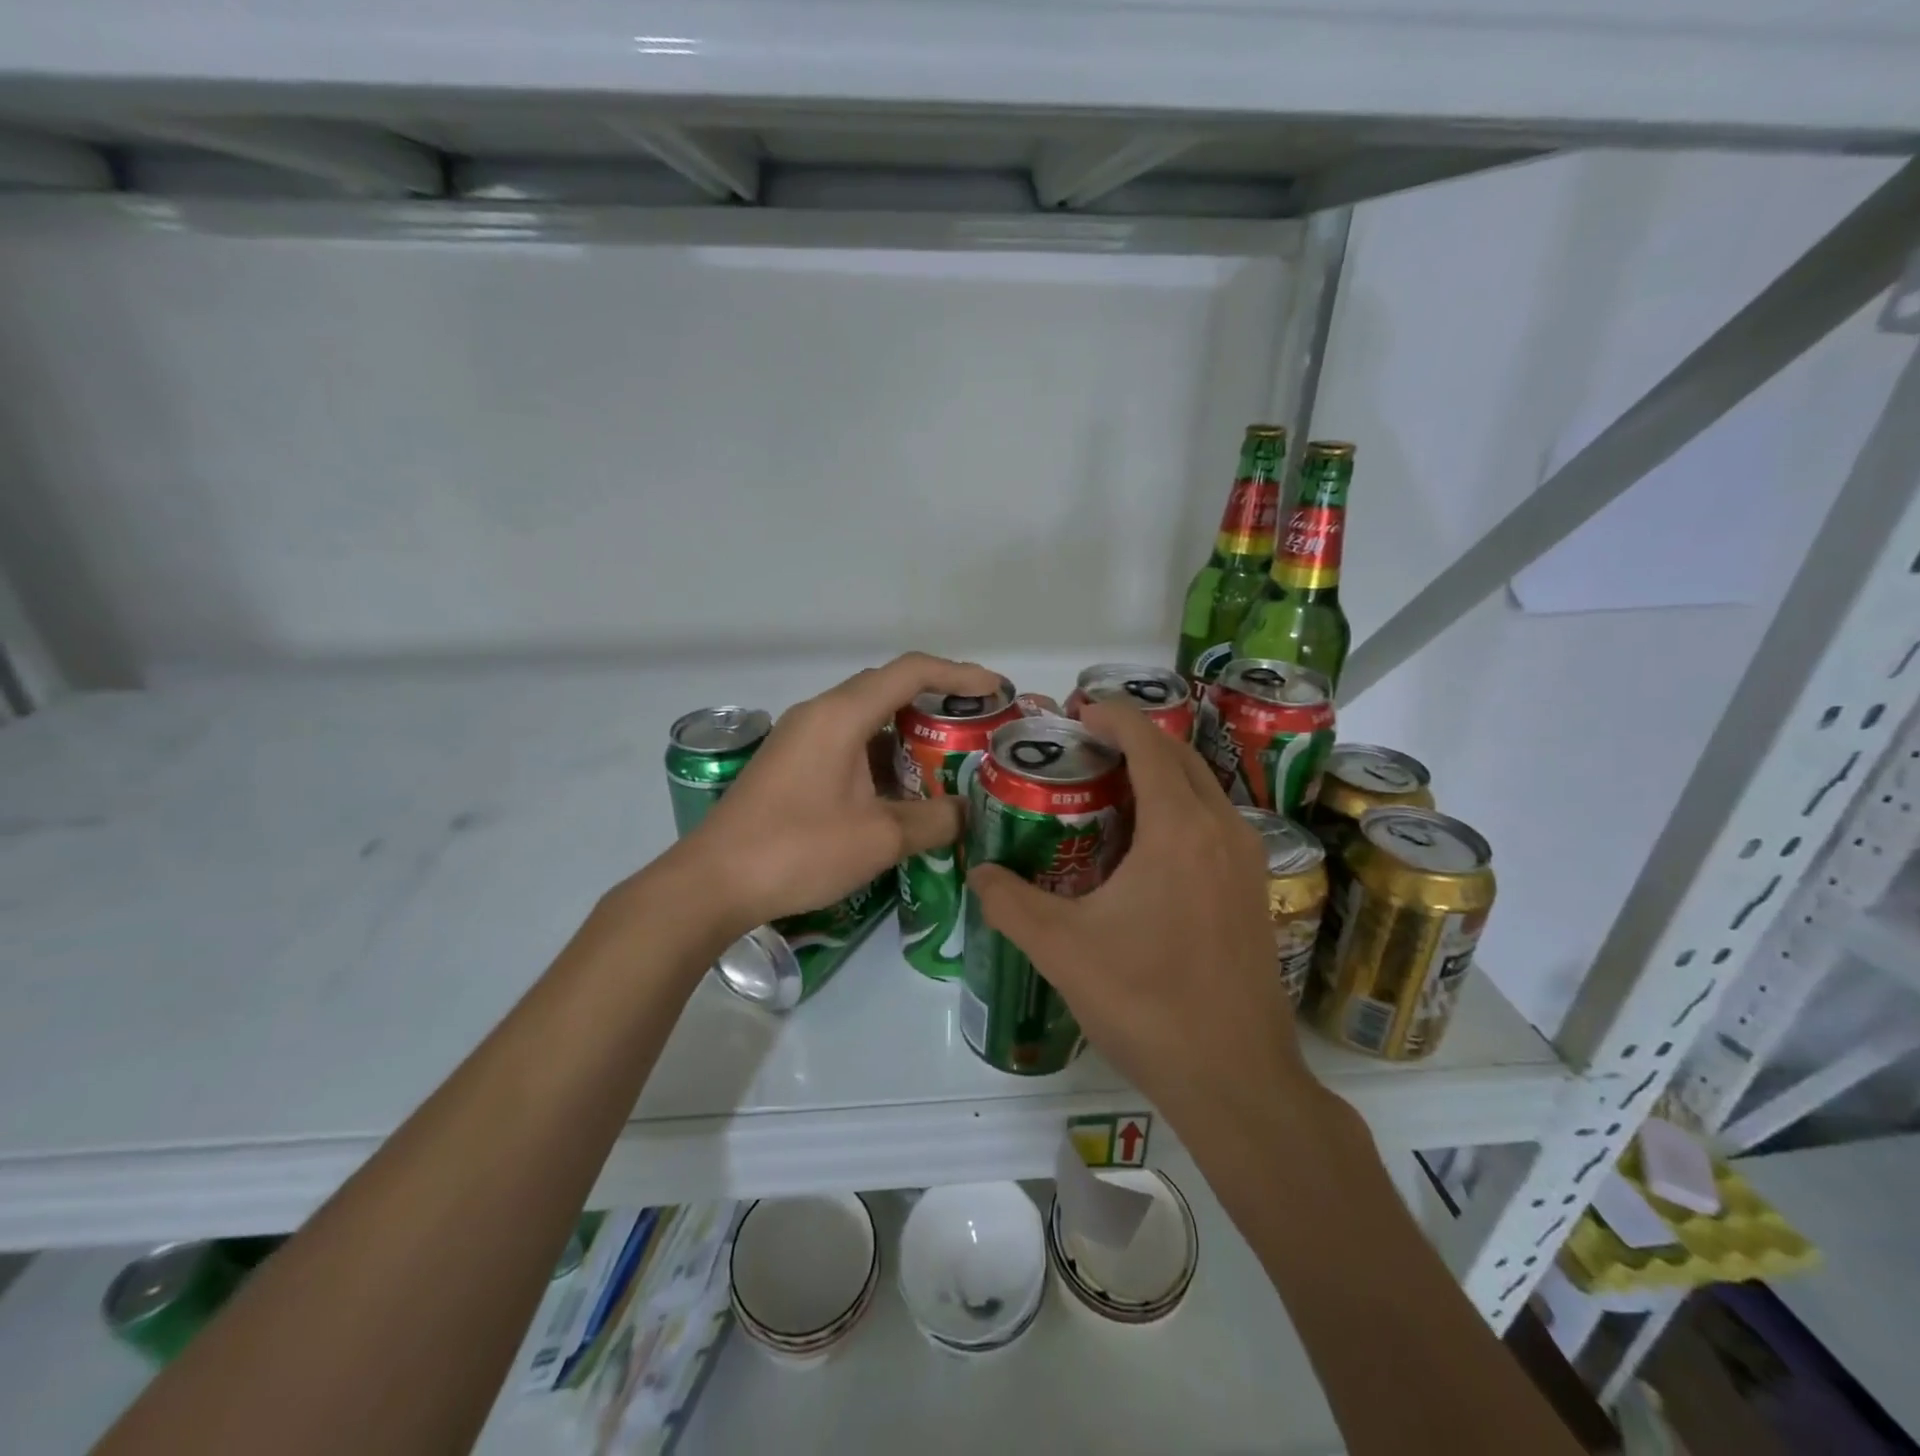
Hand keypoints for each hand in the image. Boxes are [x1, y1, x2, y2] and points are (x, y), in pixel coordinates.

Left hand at [678, 652, 1003, 933]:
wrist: (713, 883)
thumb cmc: (798, 850)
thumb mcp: (879, 838)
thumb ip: (933, 819)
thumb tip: (965, 813)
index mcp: (842, 715)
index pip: (912, 672)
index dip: (960, 675)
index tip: (996, 692)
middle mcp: (820, 713)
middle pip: (889, 688)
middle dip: (938, 701)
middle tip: (977, 727)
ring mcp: (801, 738)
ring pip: (867, 717)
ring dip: (909, 731)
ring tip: (949, 757)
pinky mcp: (791, 764)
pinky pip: (848, 742)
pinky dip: (882, 754)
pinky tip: (902, 788)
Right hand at [967, 699, 1320, 1133]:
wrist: (1236, 1079)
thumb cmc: (1147, 1003)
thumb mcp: (1062, 949)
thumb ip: (1010, 903)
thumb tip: (979, 873)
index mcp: (1179, 829)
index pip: (1148, 743)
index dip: (1113, 716)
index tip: (1078, 709)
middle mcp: (1222, 830)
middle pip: (1179, 757)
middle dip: (1134, 738)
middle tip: (1084, 745)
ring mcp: (1247, 862)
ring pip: (1201, 790)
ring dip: (1159, 773)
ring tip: (1108, 787)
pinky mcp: (1253, 892)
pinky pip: (1212, 824)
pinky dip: (1177, 809)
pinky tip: (1143, 846)